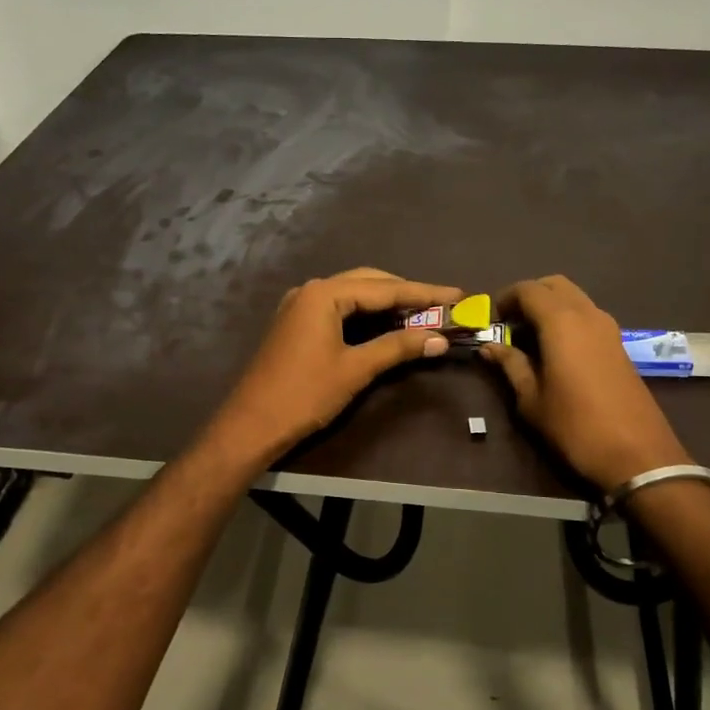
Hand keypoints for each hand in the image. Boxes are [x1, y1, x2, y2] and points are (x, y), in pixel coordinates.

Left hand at [208, 268, 461, 463]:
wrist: (251, 426)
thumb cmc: (304, 395)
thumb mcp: (356, 370)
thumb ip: (398, 347)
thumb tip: (440, 338)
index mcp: (324, 294)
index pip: (385, 288)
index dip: (425, 293)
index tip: (458, 294)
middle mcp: (312, 290)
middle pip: (369, 283)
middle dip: (407, 294)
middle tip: (443, 306)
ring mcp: (300, 306)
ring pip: (354, 295)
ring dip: (387, 304)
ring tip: (423, 315)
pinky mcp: (296, 324)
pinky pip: (340, 309)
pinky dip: (366, 316)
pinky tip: (387, 325)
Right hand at [480, 275, 692, 492]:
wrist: (638, 454)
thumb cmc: (576, 426)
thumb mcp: (532, 399)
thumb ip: (511, 365)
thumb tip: (490, 346)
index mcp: (561, 322)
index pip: (528, 289)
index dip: (506, 298)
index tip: (493, 319)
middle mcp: (587, 314)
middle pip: (555, 285)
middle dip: (530, 295)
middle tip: (512, 323)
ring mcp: (608, 328)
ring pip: (574, 298)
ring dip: (551, 306)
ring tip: (531, 338)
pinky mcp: (619, 344)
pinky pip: (588, 315)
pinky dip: (568, 319)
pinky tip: (556, 350)